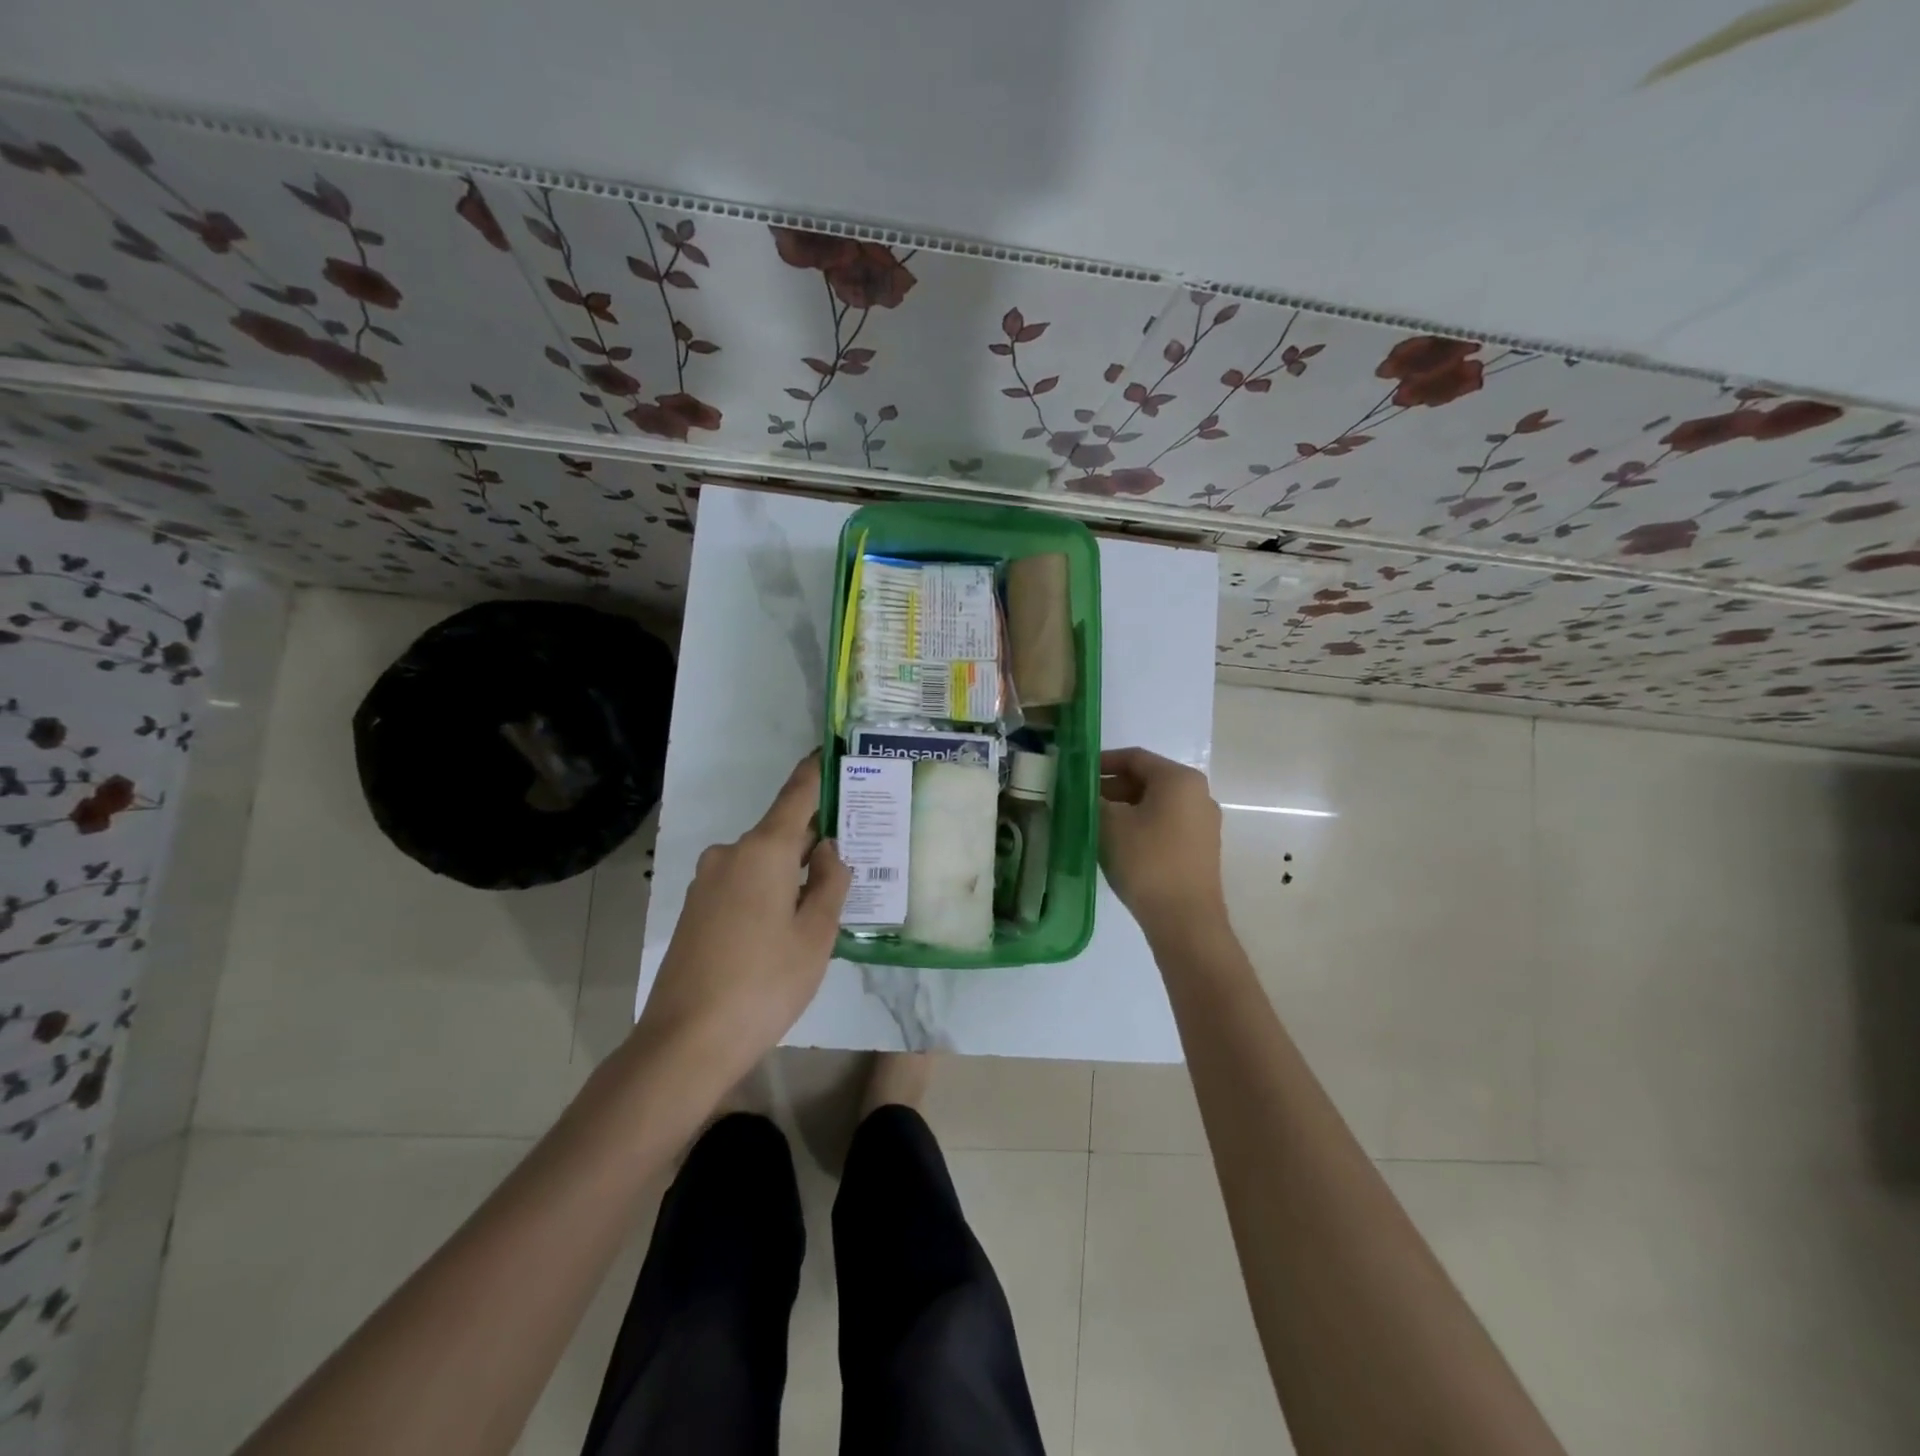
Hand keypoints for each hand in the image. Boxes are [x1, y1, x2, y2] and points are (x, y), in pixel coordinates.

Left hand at [635, 754, 850, 1089]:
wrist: (686, 1041)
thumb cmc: (765, 982)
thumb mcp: (816, 933)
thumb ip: (831, 882)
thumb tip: (828, 849)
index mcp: (763, 850)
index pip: (796, 794)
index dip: (816, 771)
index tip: (831, 750)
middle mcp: (730, 854)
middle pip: (781, 831)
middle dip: (814, 836)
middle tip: (853, 847)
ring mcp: (707, 881)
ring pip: (762, 861)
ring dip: (792, 870)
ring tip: (825, 896)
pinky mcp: (695, 909)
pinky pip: (742, 883)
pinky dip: (768, 888)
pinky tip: (786, 923)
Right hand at [1099, 747, 1226, 942]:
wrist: (1185, 920)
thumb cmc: (1147, 861)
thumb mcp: (1109, 824)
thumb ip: (1093, 799)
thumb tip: (1083, 791)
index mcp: (1179, 779)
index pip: (1135, 757)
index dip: (1102, 762)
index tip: (1076, 773)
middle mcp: (1198, 794)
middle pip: (1147, 779)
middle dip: (1112, 787)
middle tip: (1081, 800)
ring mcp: (1203, 822)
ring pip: (1156, 803)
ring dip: (1124, 808)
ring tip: (1094, 822)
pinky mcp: (1201, 848)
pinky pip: (1166, 823)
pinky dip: (1141, 824)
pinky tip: (1118, 843)